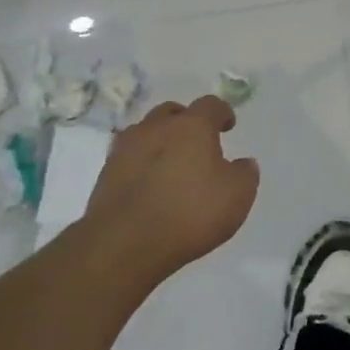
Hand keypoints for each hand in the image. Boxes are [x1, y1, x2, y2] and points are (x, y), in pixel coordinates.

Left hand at [78, 96, 260, 292]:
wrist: (124, 244)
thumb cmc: (189, 213)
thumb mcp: (237, 196)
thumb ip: (244, 174)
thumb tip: (242, 163)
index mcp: (192, 126)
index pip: (211, 105)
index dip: (222, 113)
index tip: (228, 126)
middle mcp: (156, 127)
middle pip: (172, 112)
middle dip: (186, 122)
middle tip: (196, 143)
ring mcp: (125, 149)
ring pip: (145, 133)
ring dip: (159, 142)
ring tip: (170, 165)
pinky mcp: (105, 175)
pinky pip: (128, 160)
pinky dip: (141, 166)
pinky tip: (149, 186)